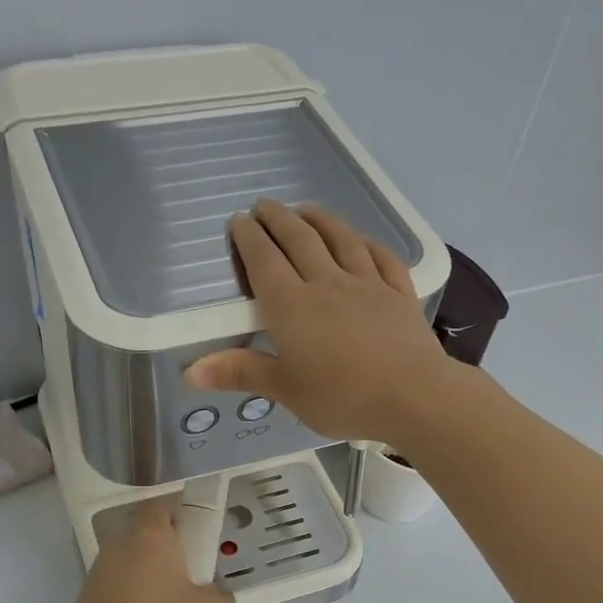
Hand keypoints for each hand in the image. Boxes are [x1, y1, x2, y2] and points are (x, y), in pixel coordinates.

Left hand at [61, 499, 233, 602]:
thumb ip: (220, 598)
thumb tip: (218, 595)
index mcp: (150, 537)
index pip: (159, 507)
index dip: (177, 517)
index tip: (194, 538)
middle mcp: (119, 546)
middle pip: (145, 541)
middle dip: (167, 558)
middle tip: (190, 584)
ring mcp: (97, 574)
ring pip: (130, 569)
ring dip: (148, 585)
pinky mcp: (84, 602)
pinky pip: (116, 595)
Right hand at [185, 199, 458, 447]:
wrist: (412, 396)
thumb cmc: (341, 397)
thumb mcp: (285, 390)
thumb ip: (241, 373)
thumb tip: (189, 372)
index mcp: (292, 306)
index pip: (264, 261)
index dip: (249, 238)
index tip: (238, 221)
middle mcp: (327, 283)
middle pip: (299, 240)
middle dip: (278, 219)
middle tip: (264, 205)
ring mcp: (367, 284)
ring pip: (340, 239)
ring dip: (320, 220)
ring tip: (306, 209)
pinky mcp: (399, 293)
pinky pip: (381, 257)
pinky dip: (366, 243)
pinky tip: (361, 239)